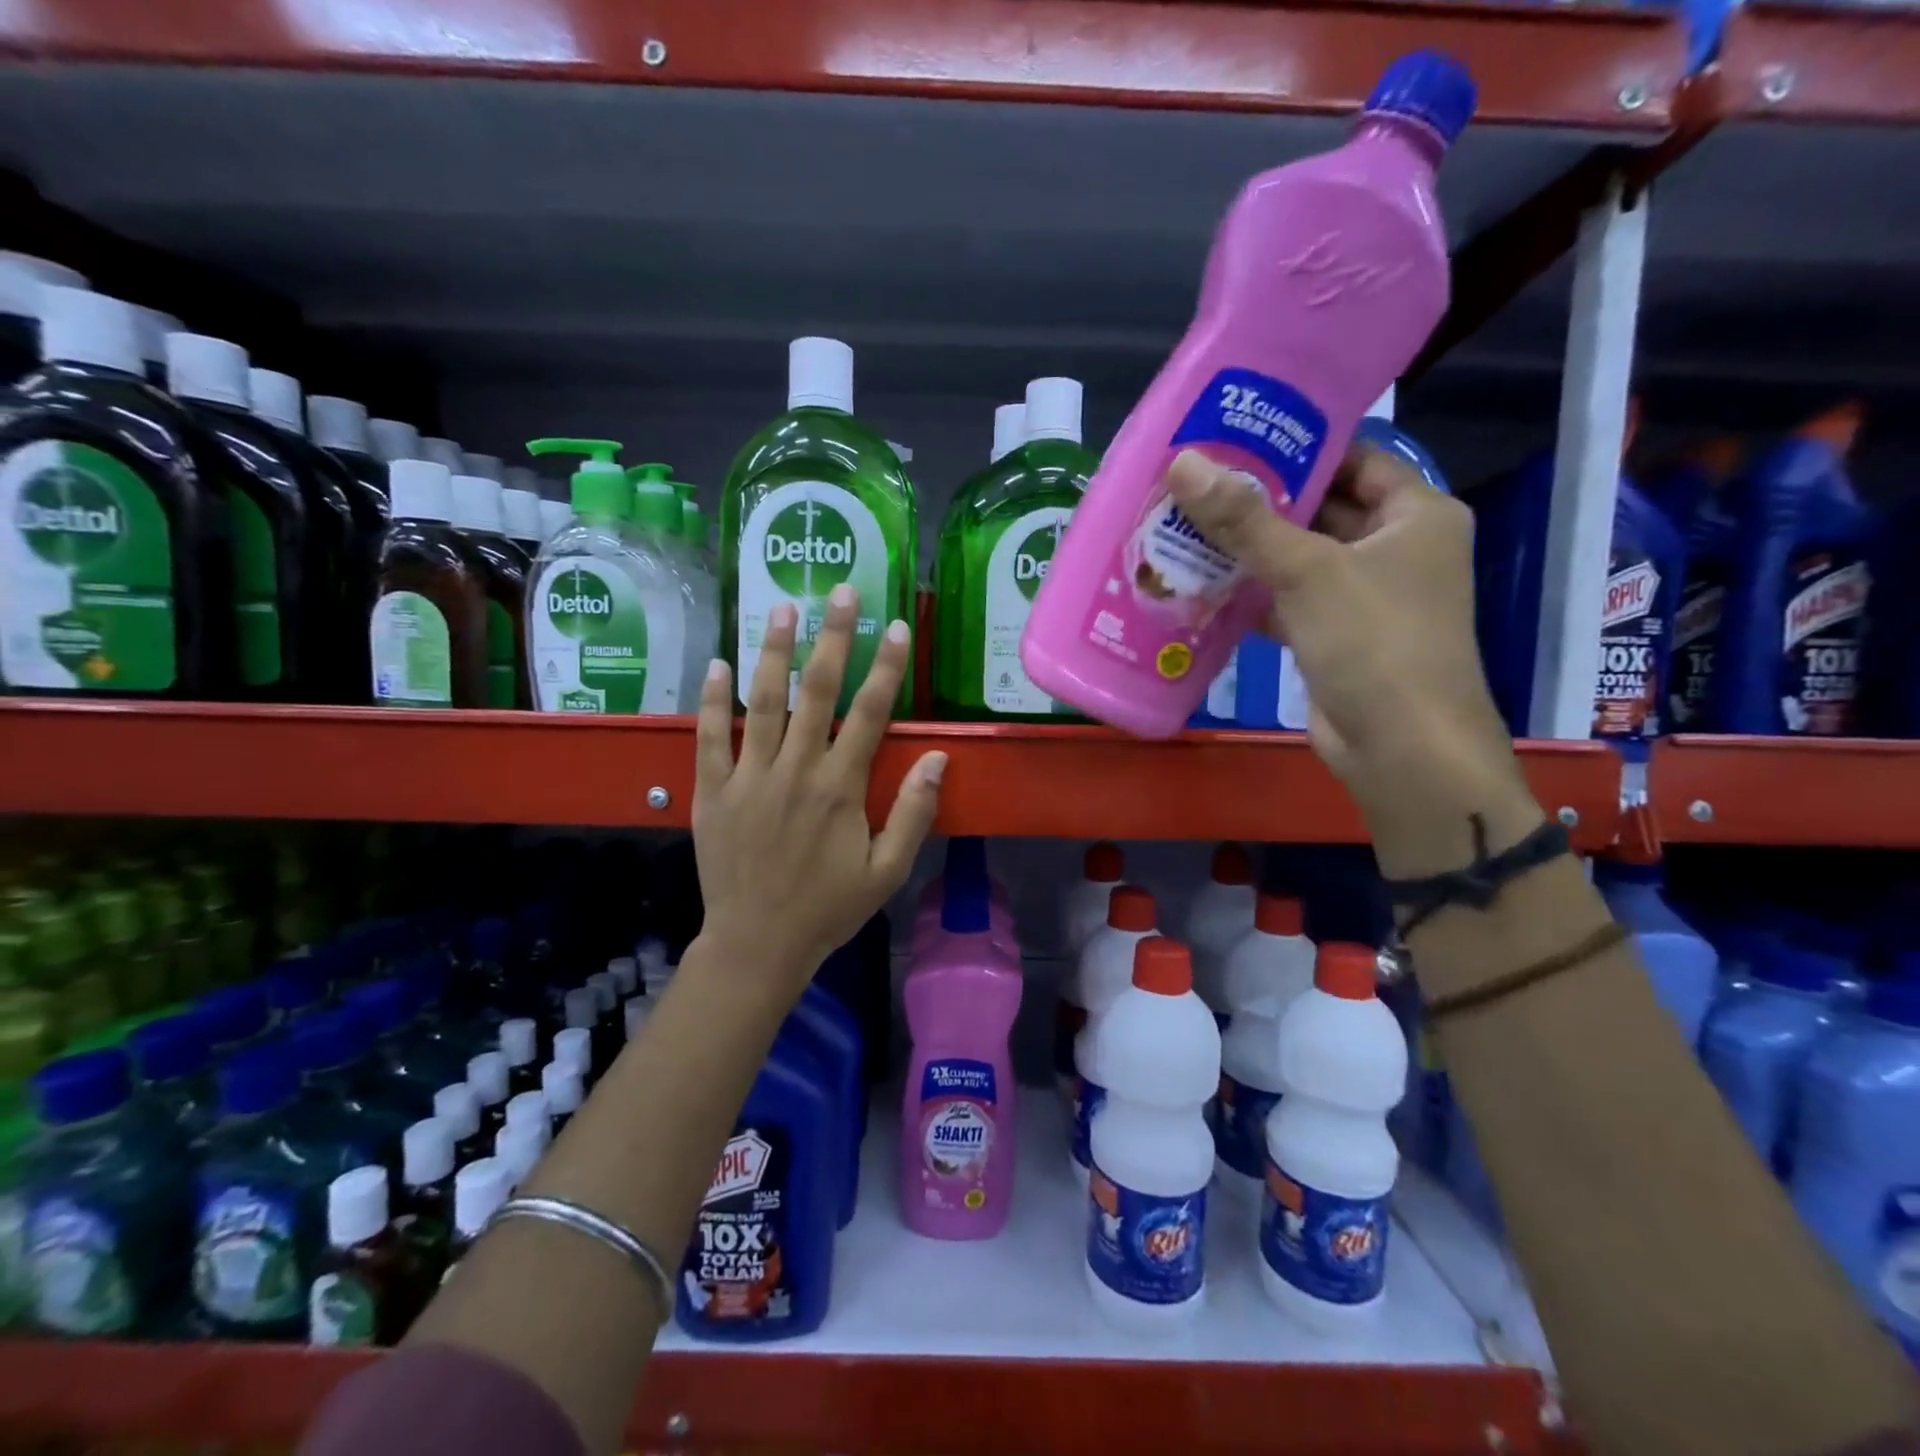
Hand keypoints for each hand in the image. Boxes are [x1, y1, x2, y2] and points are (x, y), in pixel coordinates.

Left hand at [691, 585, 945, 998]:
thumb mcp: (887, 871)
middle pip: (816, 692)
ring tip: (779, 606)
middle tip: (838, 590)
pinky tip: (717, 664)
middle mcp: (795, 771)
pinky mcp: (712, 792)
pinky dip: (712, 700)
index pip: (870, 713)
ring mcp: (748, 778)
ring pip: (761, 702)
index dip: (886, 666)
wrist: (757, 945)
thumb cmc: (828, 908)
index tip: (895, 625)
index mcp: (840, 788)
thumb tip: (939, 758)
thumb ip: (913, 812)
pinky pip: (709, 738)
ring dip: (772, 651)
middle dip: (831, 637)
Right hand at [1168, 446, 1539, 875]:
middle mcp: (1393, 549)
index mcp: (1415, 514)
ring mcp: (1362, 596)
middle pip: (1320, 508)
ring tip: (1184, 524)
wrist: (1401, 748)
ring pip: (1298, 558)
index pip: (1355, 457)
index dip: (1299, 445)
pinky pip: (1287, 601)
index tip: (1236, 436)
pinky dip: (1250, 594)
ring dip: (1248, 549)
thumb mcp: (1309, 571)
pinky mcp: (1333, 636)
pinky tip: (1199, 584)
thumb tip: (1184, 463)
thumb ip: (1245, 519)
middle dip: (1260, 500)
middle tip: (1194, 481)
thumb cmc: (1374, 641)